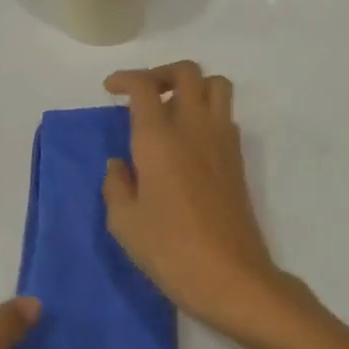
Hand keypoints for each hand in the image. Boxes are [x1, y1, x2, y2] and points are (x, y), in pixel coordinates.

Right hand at [103, 62, 303, 344]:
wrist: (230, 276)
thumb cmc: (169, 249)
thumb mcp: (124, 222)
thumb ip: (115, 185)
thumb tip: (119, 164)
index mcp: (159, 138)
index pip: (144, 86)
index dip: (125, 78)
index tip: (111, 88)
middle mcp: (194, 127)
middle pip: (187, 71)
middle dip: (162, 73)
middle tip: (144, 93)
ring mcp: (221, 140)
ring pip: (216, 85)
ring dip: (193, 86)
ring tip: (172, 108)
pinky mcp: (238, 159)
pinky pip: (225, 115)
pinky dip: (207, 111)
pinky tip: (189, 141)